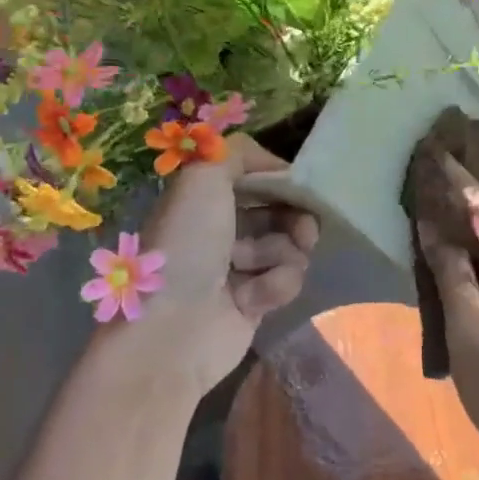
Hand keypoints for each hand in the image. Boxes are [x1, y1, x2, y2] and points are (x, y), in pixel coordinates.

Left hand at [134, 134, 318, 398]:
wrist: (174, 327)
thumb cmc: (187, 244)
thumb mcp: (204, 177)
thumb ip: (238, 152)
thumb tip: (274, 165)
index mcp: (206, 197)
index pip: (257, 177)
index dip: (281, 179)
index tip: (300, 185)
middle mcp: (222, 227)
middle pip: (281, 210)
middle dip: (295, 217)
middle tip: (304, 228)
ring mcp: (240, 266)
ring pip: (290, 245)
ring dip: (282, 255)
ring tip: (254, 269)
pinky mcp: (256, 300)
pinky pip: (287, 280)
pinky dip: (276, 285)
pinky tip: (253, 298)